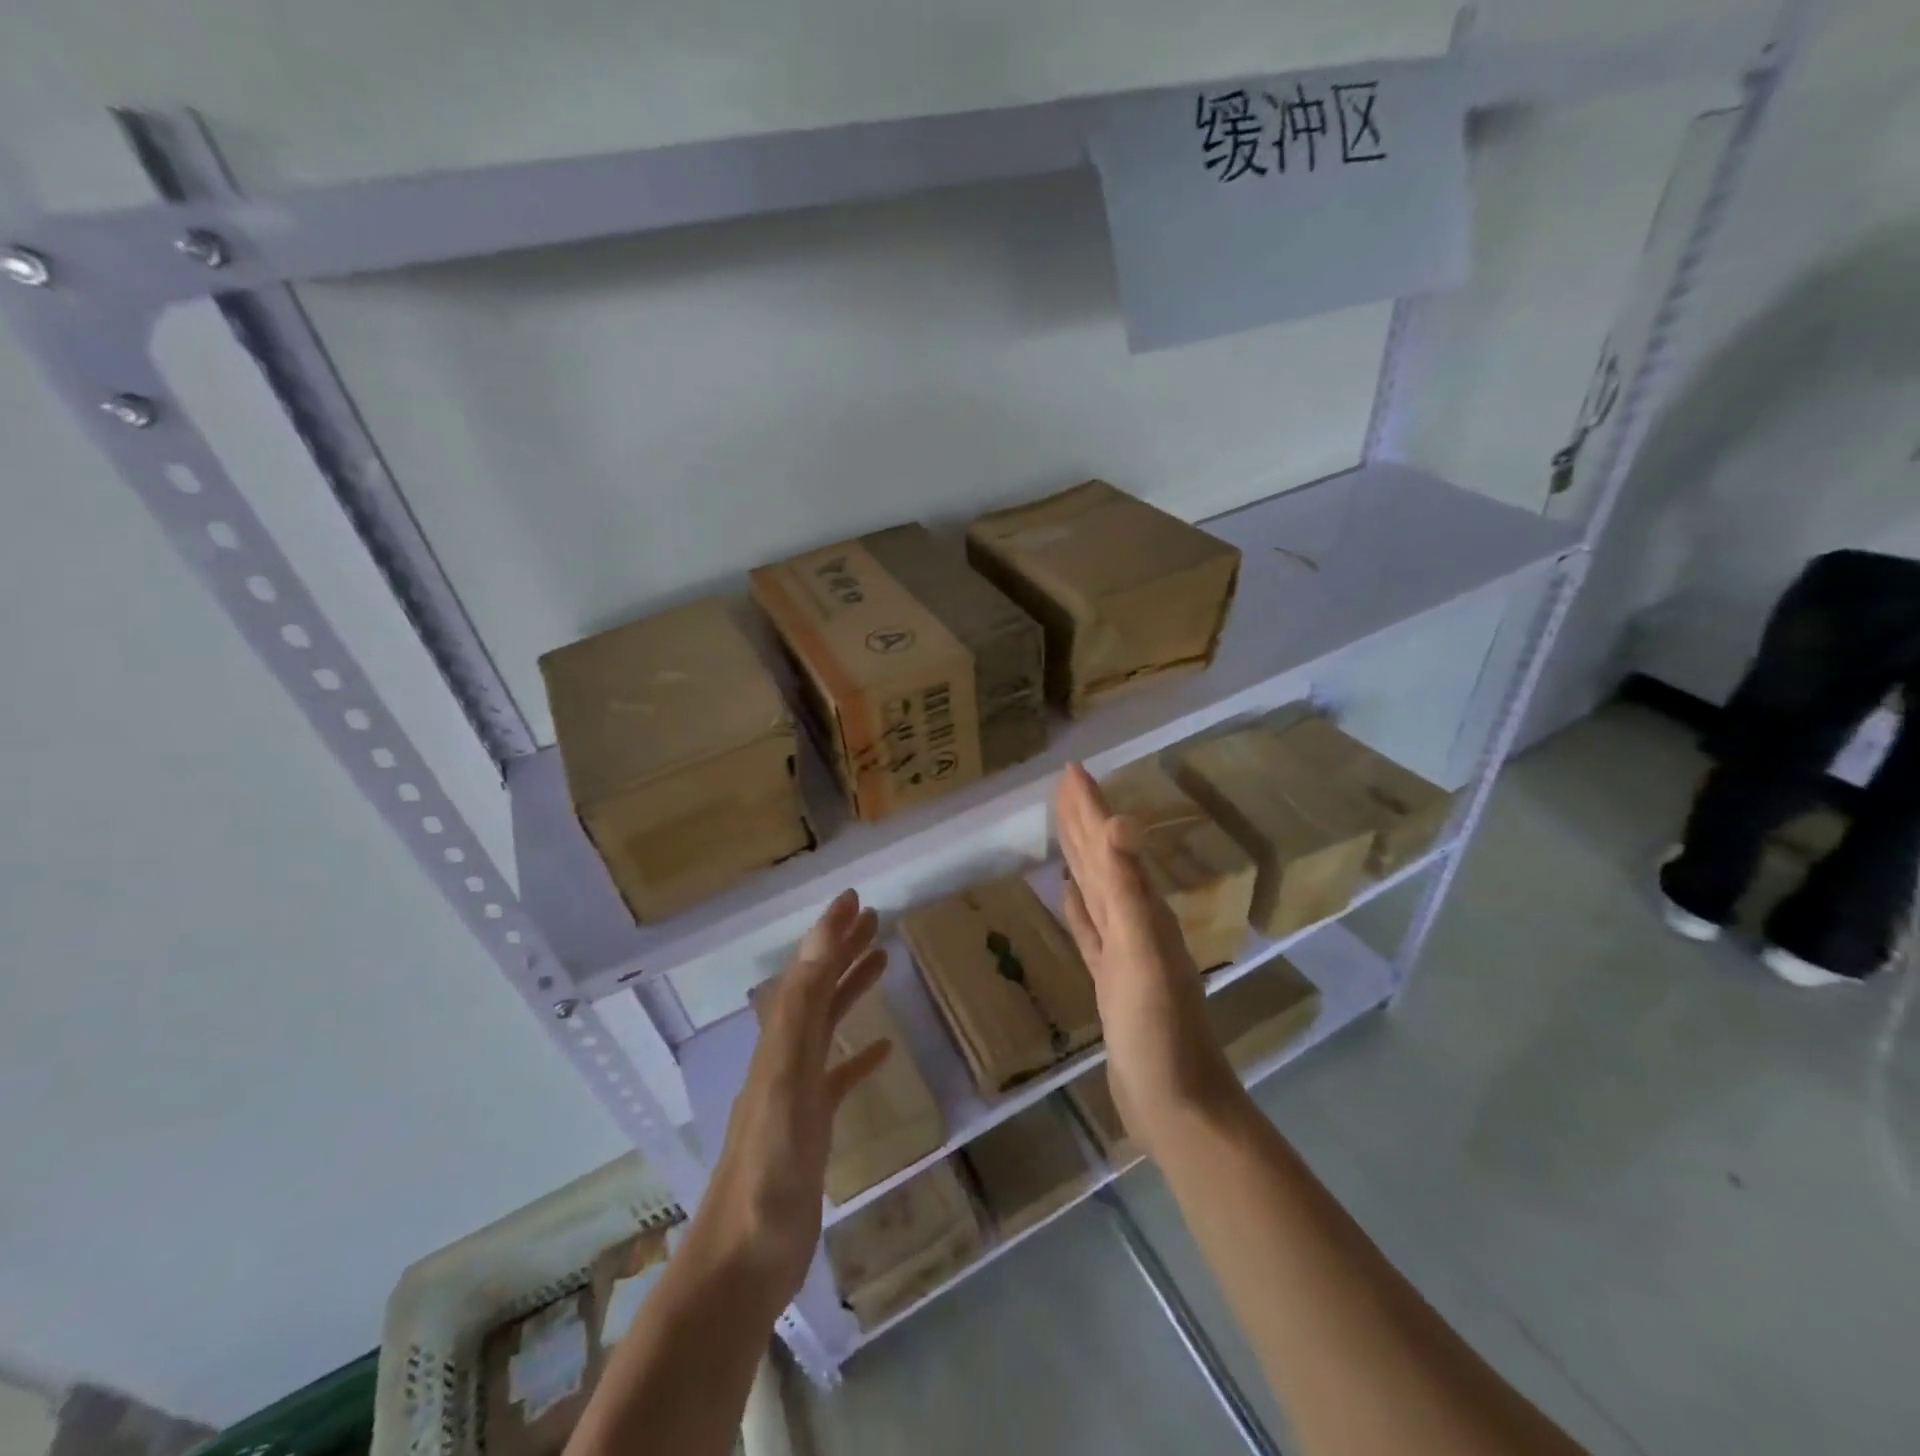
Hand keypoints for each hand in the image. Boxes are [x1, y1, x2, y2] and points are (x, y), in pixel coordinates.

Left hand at [693, 889, 891, 1309]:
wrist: (744, 1262)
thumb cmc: (769, 1167)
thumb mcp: (787, 1077)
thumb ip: (801, 1008)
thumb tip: (820, 938)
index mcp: (781, 1041)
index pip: (809, 971)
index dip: (830, 932)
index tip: (855, 899)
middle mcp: (786, 1057)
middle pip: (819, 990)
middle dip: (844, 950)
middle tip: (876, 918)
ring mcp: (798, 1094)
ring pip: (829, 1026)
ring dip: (852, 990)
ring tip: (884, 961)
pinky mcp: (812, 1129)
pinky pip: (840, 1078)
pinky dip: (860, 1056)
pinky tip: (883, 1049)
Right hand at [1054, 763, 1242, 1158]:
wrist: (1179, 1106)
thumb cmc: (1160, 1032)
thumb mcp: (1142, 954)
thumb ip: (1129, 889)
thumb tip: (1120, 821)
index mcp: (1141, 909)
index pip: (1108, 844)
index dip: (1089, 806)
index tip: (1071, 770)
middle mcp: (1135, 921)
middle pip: (1102, 859)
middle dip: (1083, 820)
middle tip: (1064, 785)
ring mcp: (1124, 952)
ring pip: (1096, 889)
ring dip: (1081, 857)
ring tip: (1066, 830)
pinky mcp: (1111, 980)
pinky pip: (1091, 930)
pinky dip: (1079, 909)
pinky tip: (1070, 896)